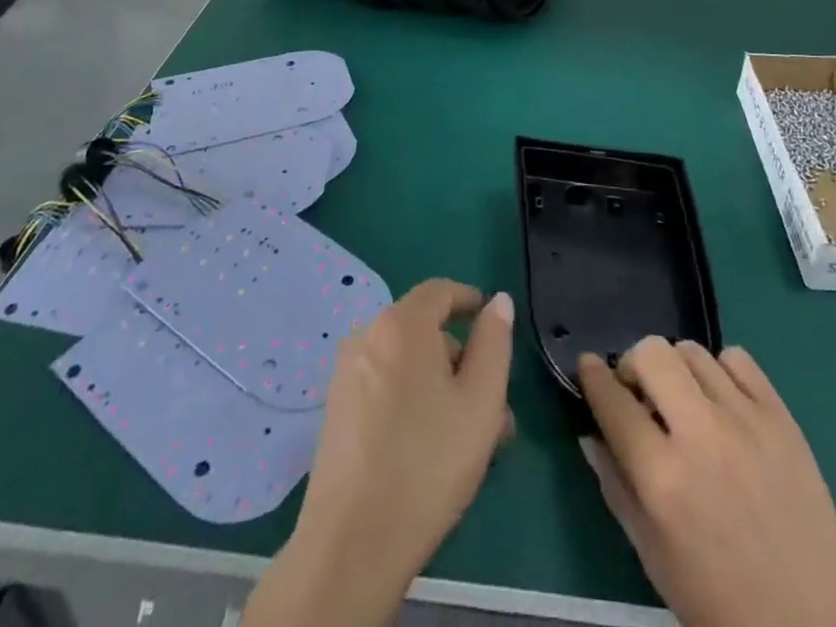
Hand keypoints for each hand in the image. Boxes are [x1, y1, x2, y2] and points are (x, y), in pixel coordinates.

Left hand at [243, 280, 515, 626]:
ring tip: (471, 436)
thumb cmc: (427, 462)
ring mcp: (347, 375)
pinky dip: (413, 400)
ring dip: (441, 386)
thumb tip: (498, 302)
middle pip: (424, 331)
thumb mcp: (481, 401)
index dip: (470, 300)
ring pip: (407, 365)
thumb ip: (494, 343)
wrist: (351, 543)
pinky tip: (433, 446)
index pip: (440, 291)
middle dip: (461, 359)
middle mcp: (368, 337)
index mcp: (401, 324)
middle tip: (493, 404)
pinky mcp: (336, 411)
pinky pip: (385, 387)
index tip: (493, 322)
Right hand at [579, 338, 835, 626]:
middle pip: (651, 353)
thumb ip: (615, 487)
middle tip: (639, 392)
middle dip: (633, 364)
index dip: (591, 376)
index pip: (612, 401)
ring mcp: (745, 420)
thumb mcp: (652, 556)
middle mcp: (700, 436)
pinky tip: (722, 401)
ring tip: (683, 400)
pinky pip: (738, 359)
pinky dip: (720, 371)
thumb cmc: (720, 602)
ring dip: (676, 369)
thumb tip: (588, 433)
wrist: (812, 624)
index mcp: (662, 478)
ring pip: (692, 350)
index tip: (586, 366)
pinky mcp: (781, 415)